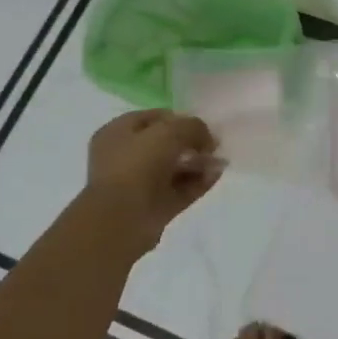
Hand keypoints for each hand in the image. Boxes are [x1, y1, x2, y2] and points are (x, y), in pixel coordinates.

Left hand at [85, 111, 221, 241]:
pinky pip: (181, 190)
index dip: (180, 119)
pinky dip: (198, 182)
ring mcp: (139, 184)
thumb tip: (208, 139)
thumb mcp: (169, 132)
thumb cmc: (137, 165)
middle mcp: (125, 157)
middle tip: (214, 145)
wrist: (122, 220)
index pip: (153, 118)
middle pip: (166, 144)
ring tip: (220, 161)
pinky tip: (216, 174)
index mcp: (117, 133)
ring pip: (175, 169)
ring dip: (198, 163)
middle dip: (192, 143)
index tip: (202, 126)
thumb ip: (193, 127)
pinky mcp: (154, 207)